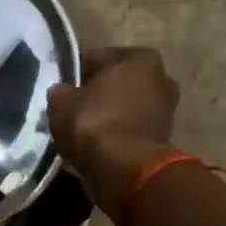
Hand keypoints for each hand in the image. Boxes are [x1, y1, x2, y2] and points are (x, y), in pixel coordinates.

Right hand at [46, 46, 180, 214]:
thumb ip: (60, 91)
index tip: (60, 87)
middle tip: (71, 106)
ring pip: (124, 104)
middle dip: (96, 92)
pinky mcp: (162, 135)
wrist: (123, 167)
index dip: (75, 73)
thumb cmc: (93, 122)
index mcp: (138, 58)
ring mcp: (165, 107)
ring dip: (106, 113)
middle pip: (116, 81)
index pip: (97, 58)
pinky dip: (114, 131)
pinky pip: (129, 126)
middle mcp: (160, 76)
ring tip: (80, 127)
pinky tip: (94, 141)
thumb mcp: (61, 102)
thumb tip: (61, 91)